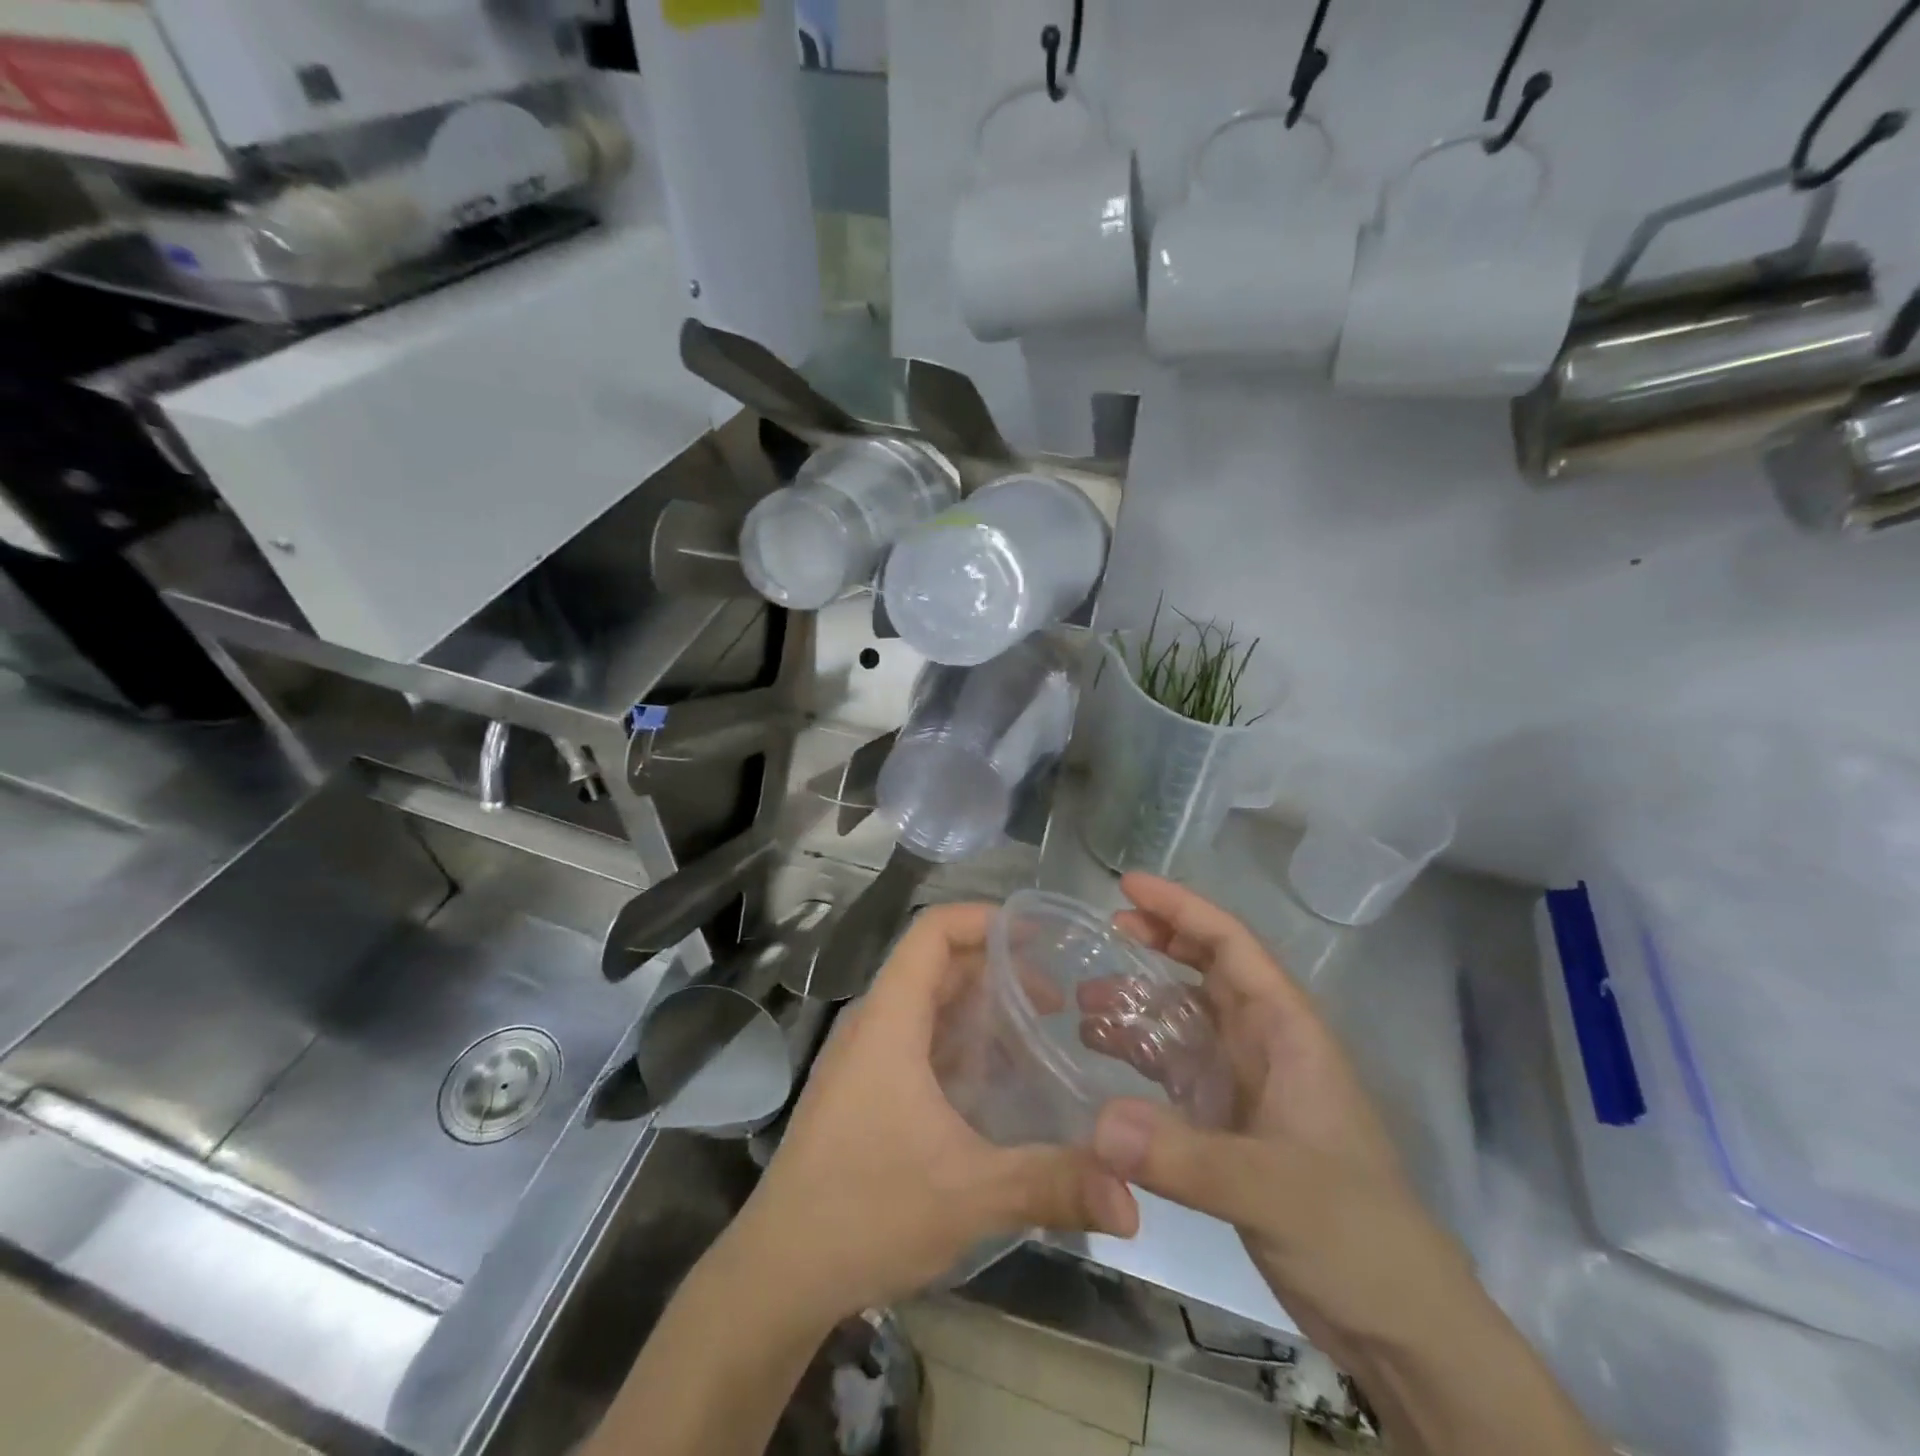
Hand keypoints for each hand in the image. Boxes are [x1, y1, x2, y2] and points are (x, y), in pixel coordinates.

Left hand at [726, 902, 1139, 1326]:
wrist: (779, 1272)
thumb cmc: (866, 1211)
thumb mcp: (969, 1193)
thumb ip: (1052, 1185)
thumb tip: (1133, 1199)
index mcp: (890, 1020)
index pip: (932, 932)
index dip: (983, 919)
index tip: (1037, 935)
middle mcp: (874, 1026)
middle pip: (937, 966)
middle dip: (998, 971)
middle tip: (1057, 1002)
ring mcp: (865, 1060)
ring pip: (929, 1008)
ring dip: (981, 1012)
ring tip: (1037, 1039)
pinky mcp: (864, 1092)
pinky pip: (919, 1044)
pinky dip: (961, 1046)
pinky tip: (997, 1086)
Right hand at [1090, 874, 1473, 1363]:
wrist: (1397, 1324)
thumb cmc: (1355, 1236)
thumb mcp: (1272, 1191)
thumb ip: (1185, 1159)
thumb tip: (1098, 1124)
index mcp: (1288, 1032)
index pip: (1232, 946)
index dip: (1182, 909)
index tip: (1127, 887)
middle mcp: (1266, 1046)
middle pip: (1208, 971)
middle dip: (1160, 941)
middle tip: (1103, 930)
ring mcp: (1248, 1085)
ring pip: (1188, 1019)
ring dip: (1141, 1002)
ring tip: (1084, 1001)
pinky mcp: (1230, 1125)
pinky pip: (1176, 1069)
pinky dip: (1140, 1054)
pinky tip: (1102, 1058)